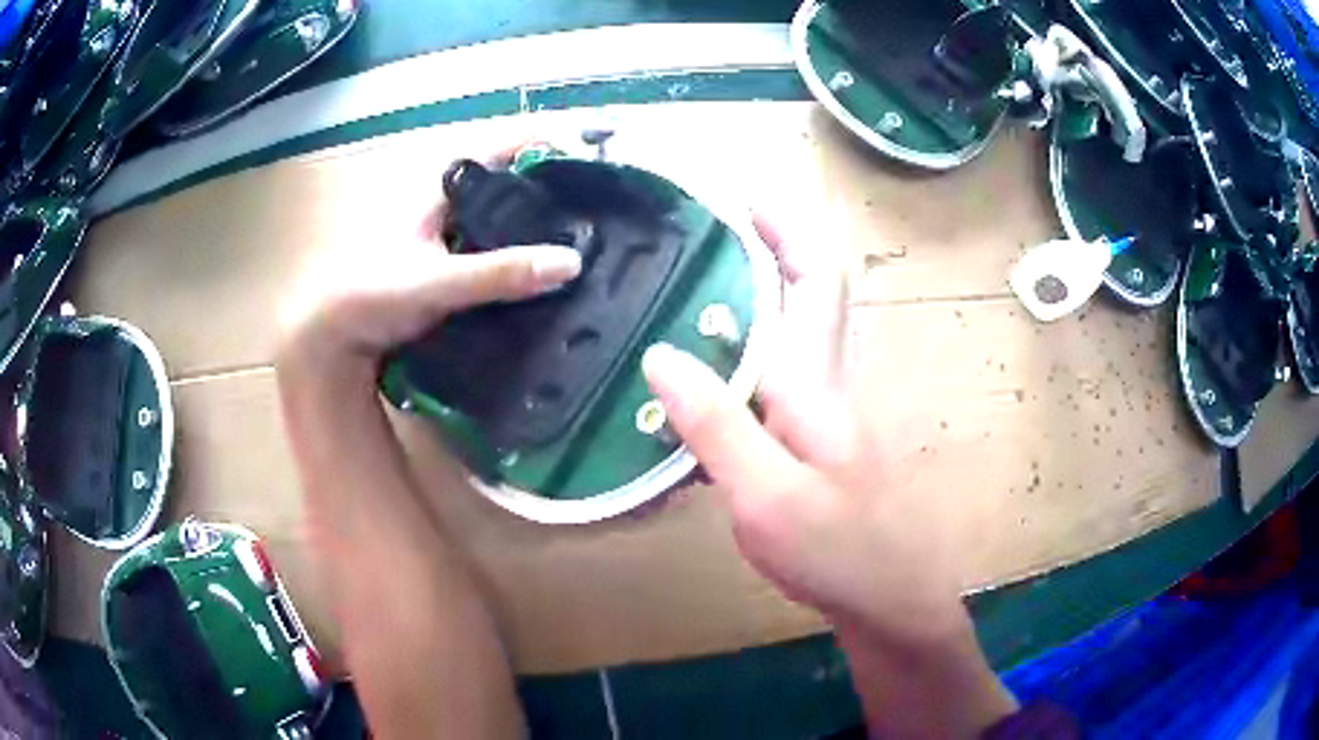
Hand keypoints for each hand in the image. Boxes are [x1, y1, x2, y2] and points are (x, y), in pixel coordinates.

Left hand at [277, 149, 581, 375]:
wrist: (336, 337)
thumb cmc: (373, 295)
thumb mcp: (437, 282)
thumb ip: (499, 272)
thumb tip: (571, 263)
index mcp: (440, 186)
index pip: (503, 146)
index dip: (547, 143)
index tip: (593, 153)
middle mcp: (448, 201)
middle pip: (509, 180)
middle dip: (553, 186)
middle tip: (600, 202)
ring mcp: (449, 232)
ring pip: (503, 215)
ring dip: (538, 222)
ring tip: (586, 234)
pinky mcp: (450, 262)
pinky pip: (496, 247)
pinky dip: (521, 253)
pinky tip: (546, 270)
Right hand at [642, 217, 1015, 735]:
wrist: (887, 599)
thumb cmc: (836, 548)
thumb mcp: (764, 493)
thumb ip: (716, 423)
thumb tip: (662, 354)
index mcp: (815, 380)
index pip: (816, 278)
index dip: (787, 229)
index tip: (744, 199)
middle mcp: (822, 384)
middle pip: (798, 298)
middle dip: (752, 258)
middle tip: (686, 251)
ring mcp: (818, 416)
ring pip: (779, 342)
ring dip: (736, 314)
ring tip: (672, 311)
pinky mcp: (809, 445)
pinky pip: (765, 389)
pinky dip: (729, 373)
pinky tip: (687, 399)